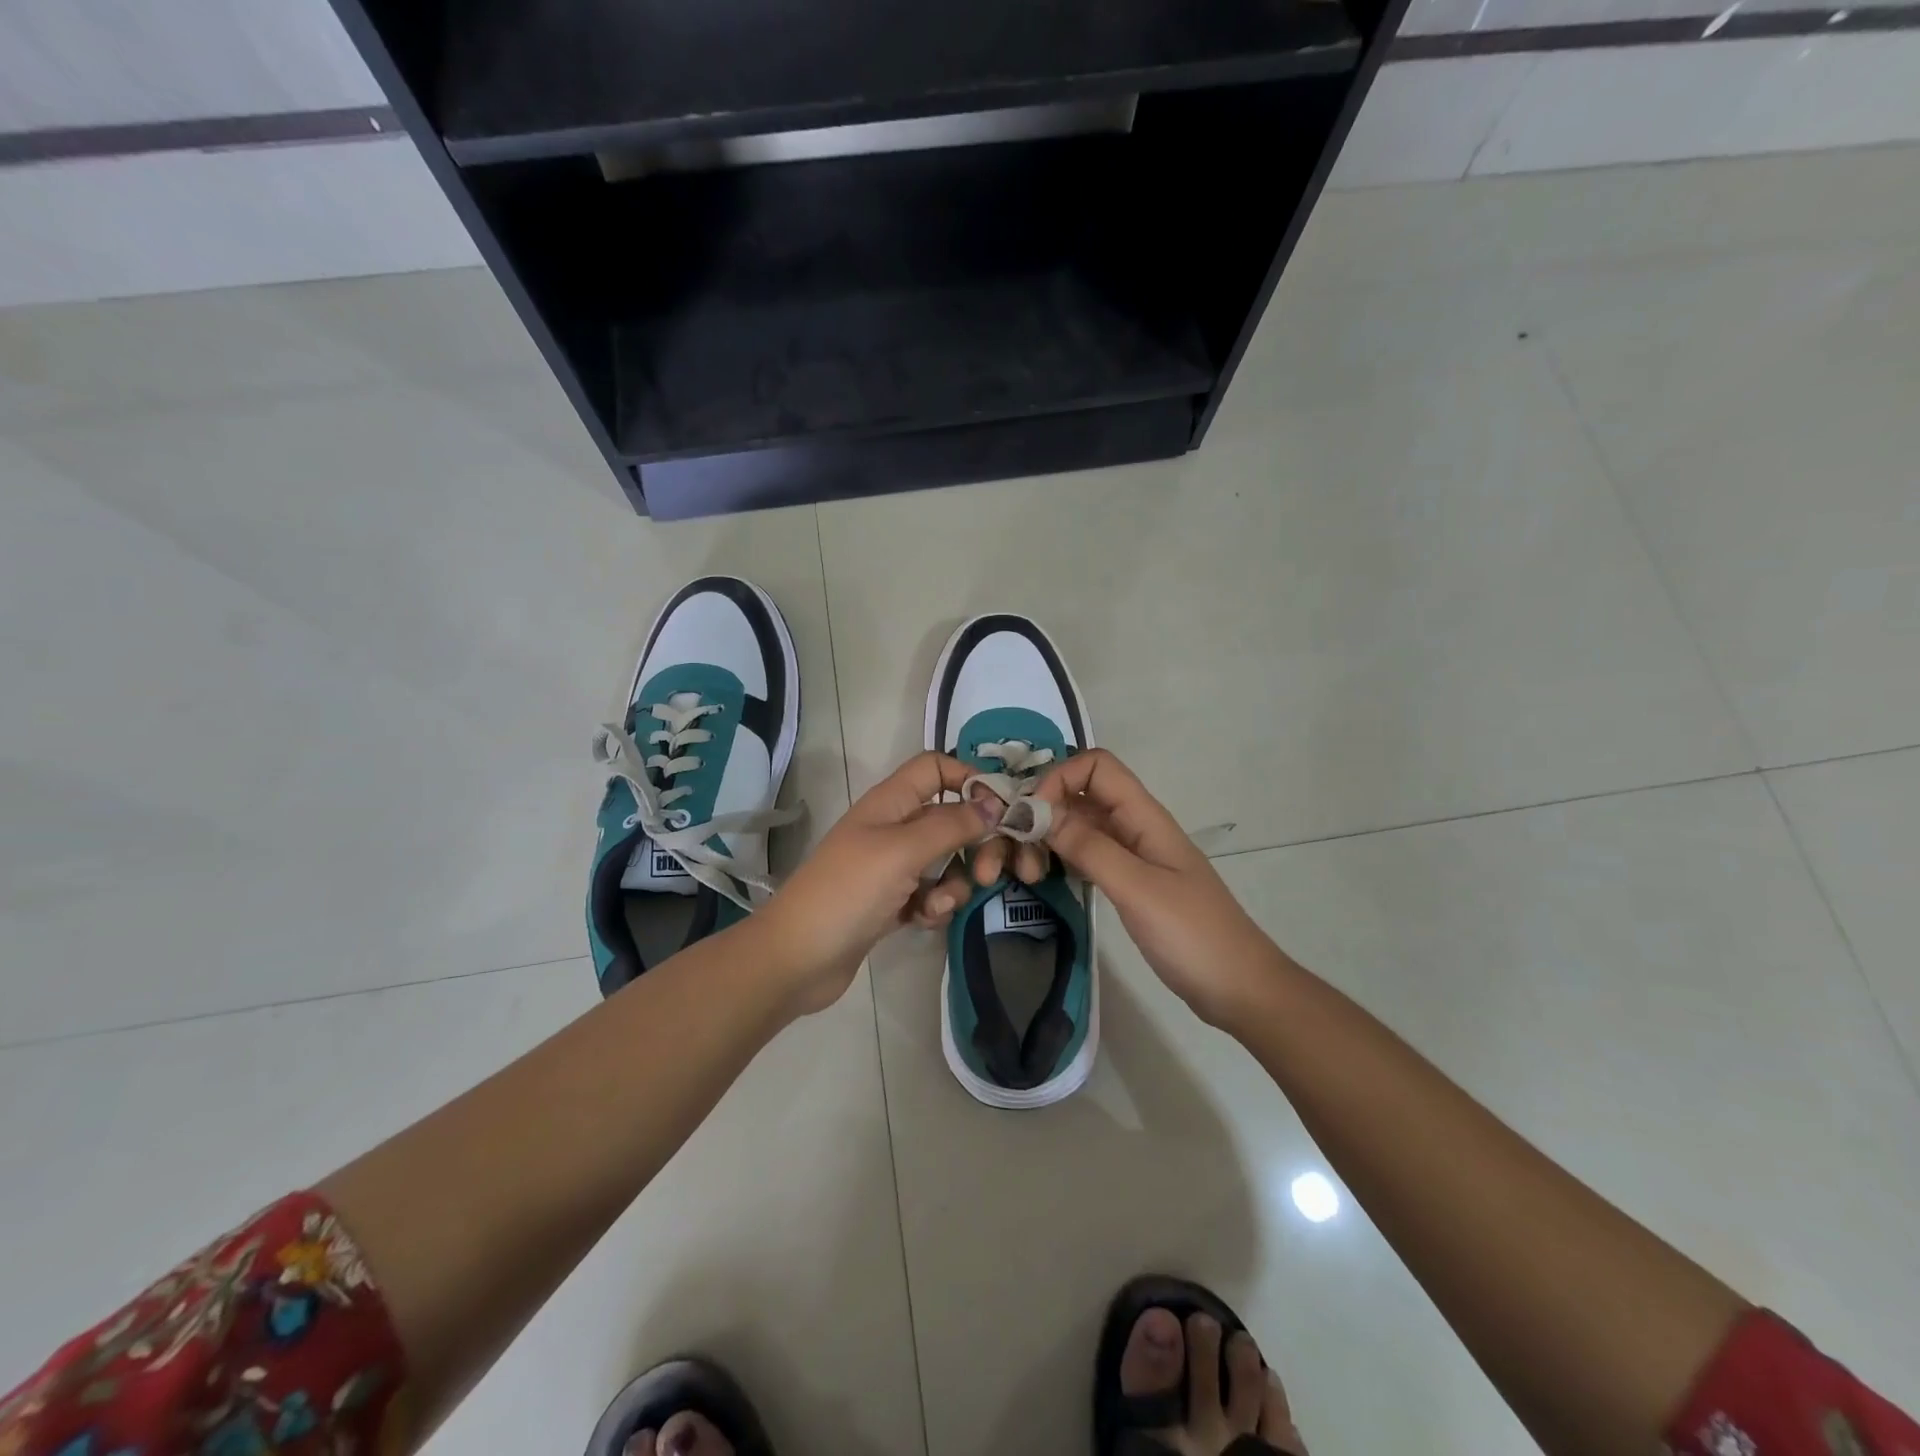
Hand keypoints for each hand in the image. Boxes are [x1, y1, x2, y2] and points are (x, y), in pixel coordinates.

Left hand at [758, 752, 996, 1013]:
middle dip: (975, 844)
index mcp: (890, 802)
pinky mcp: (893, 902)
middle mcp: (893, 828)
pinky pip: (931, 893)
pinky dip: (935, 905)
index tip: (1001, 809)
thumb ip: (952, 824)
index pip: (935, 768)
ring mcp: (892, 867)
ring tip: (939, 905)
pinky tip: (923, 921)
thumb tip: (995, 802)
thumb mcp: (902, 851)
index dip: (968, 779)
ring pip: (946, 861)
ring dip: (954, 882)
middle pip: (951, 818)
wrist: (797, 959)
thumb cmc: (849, 892)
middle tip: (988, 873)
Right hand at [1017, 748, 1283, 1030]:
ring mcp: (1132, 856)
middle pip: (1080, 795)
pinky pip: (1086, 856)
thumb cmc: (1193, 935)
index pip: (1096, 766)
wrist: (1239, 987)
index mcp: (1144, 816)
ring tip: (1029, 874)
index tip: (1030, 817)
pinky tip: (1045, 881)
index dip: (1059, 778)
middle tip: (1019, 854)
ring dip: (1048, 839)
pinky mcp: (1128, 883)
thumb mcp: (1138, 889)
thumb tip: (1038, 812)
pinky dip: (1061, 860)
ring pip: (1079, 826)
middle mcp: (1135, 827)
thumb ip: (1090, 848)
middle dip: (1044, 812)